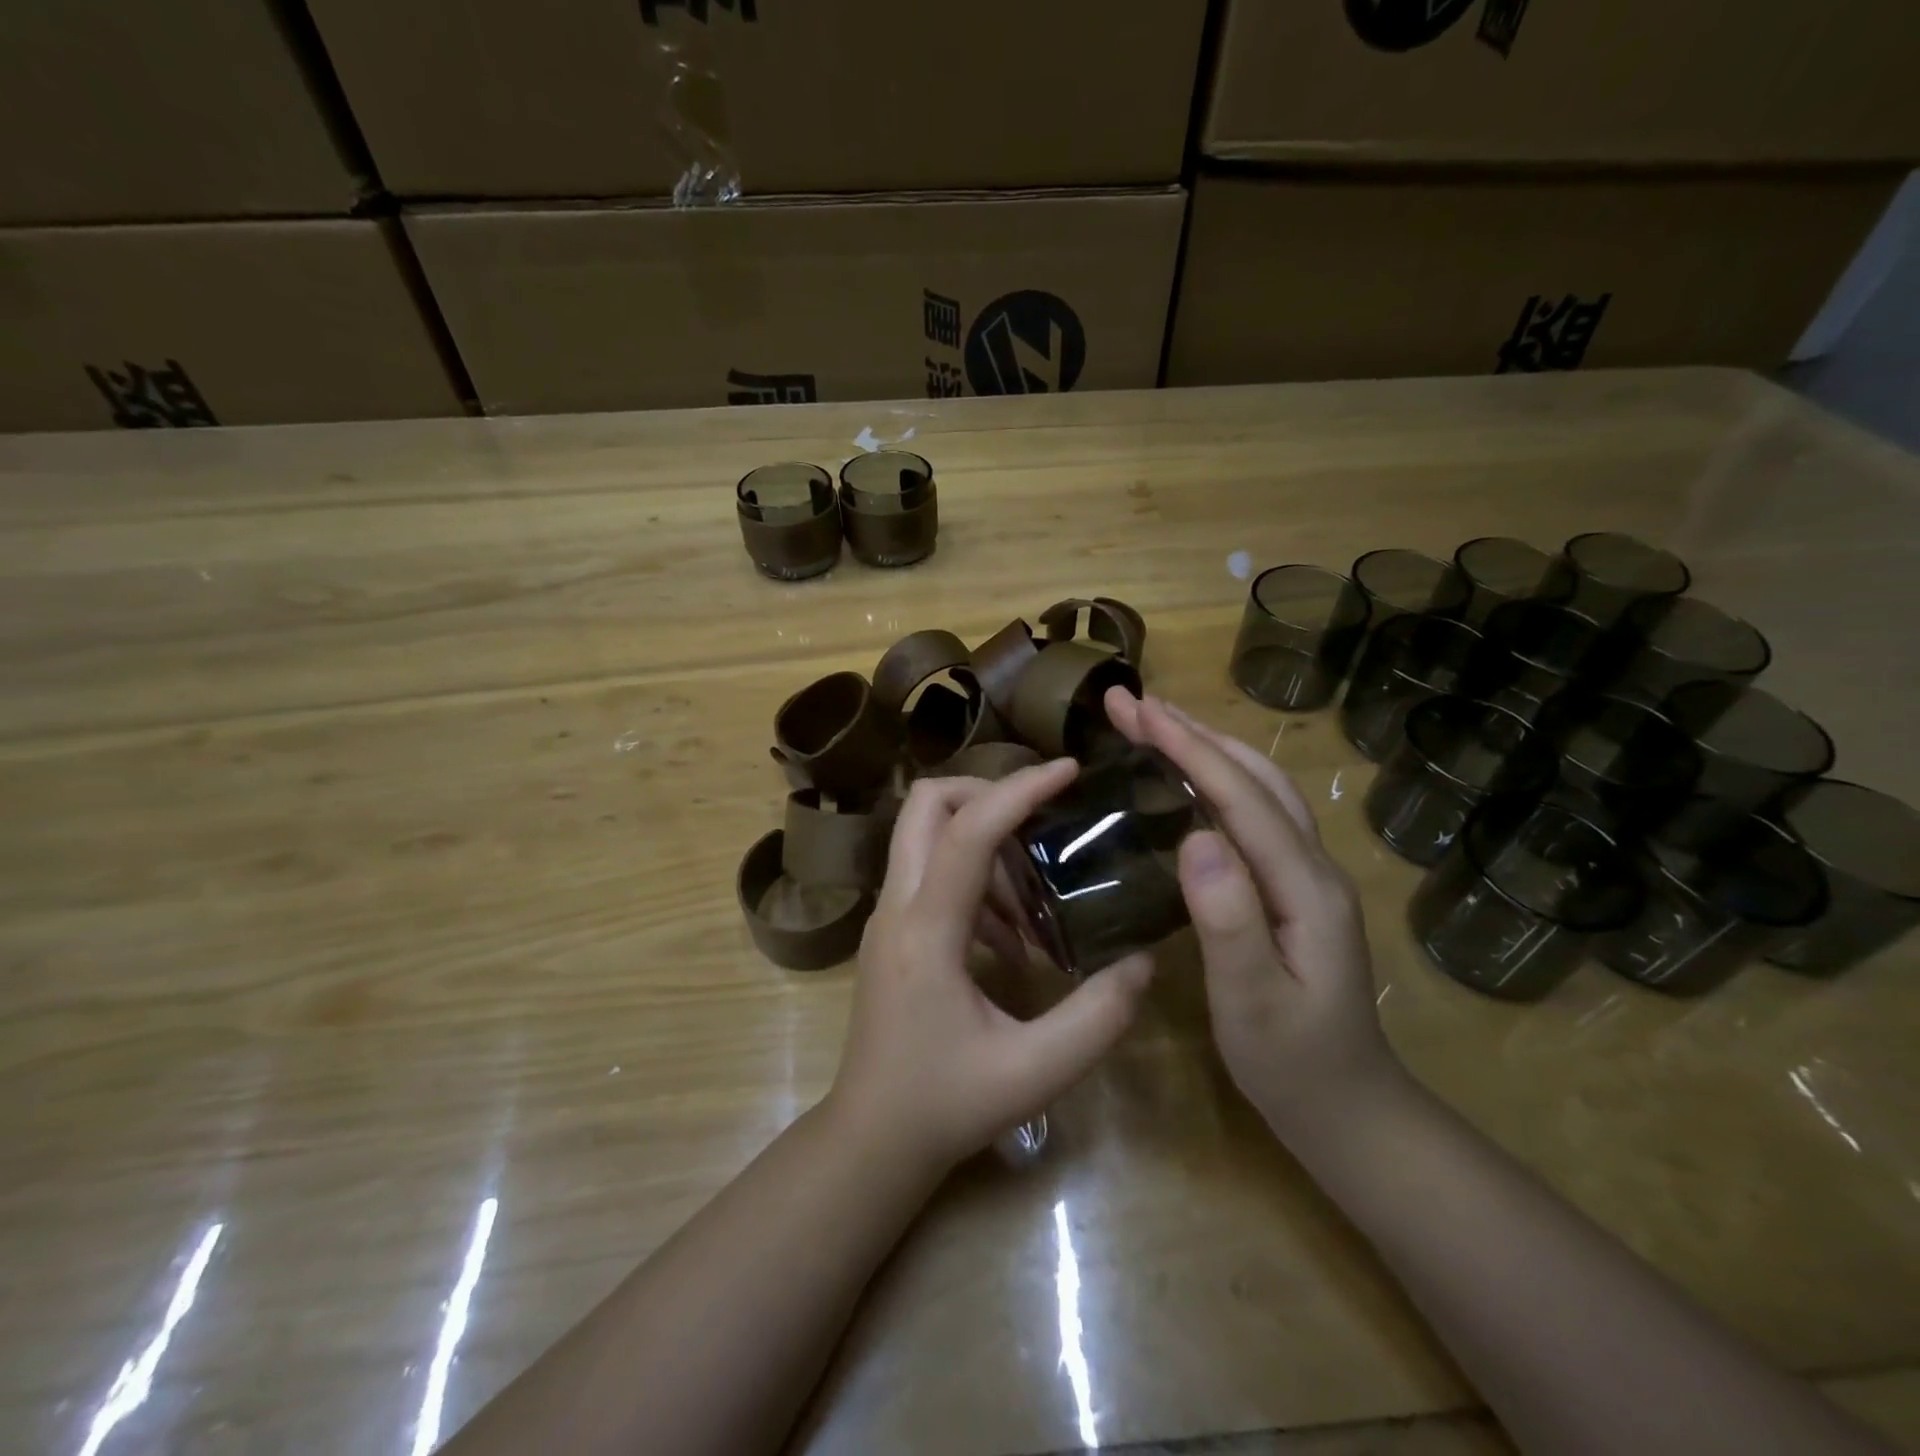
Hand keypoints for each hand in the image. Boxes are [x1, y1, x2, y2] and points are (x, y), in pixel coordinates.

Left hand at [827, 761, 1154, 1171]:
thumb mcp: (1035, 1072)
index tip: (1068, 771)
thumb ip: (1096, 1017)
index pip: (967, 832)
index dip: (1019, 791)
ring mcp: (888, 917)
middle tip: (1044, 818)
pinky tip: (1014, 940)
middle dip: (987, 793)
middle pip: (926, 806)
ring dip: (987, 846)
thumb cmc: (946, 1106)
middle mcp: (897, 908)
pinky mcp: (893, 931)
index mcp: (925, 931)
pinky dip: (977, 881)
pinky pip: (933, 874)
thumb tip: (1143, 961)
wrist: (871, 1138)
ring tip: (1038, 903)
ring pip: (928, 835)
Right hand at [1104, 689, 1399, 1141]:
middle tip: (1131, 703)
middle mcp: (1312, 866)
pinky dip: (1216, 779)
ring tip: (1154, 723)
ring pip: (1258, 789)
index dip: (1189, 749)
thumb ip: (1228, 920)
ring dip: (1207, 747)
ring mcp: (1306, 876)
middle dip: (1193, 732)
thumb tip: (1194, 838)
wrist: (1351, 1111)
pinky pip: (1253, 814)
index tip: (1138, 711)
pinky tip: (1186, 781)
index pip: (1242, 798)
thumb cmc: (1294, 1065)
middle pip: (1254, 778)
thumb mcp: (1253, 1003)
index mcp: (1305, 887)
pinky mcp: (1292, 888)